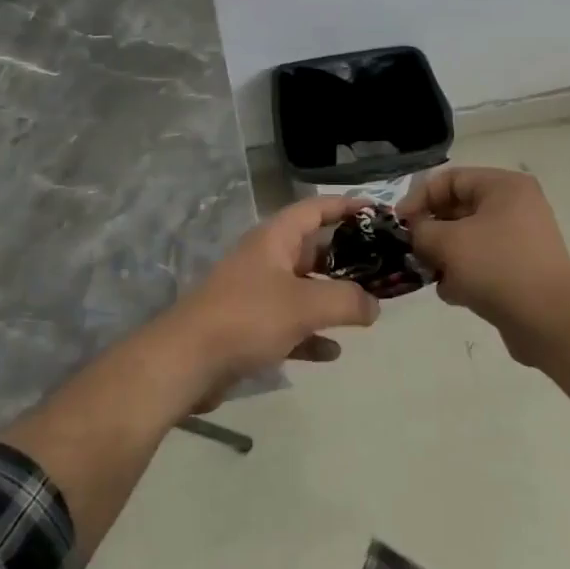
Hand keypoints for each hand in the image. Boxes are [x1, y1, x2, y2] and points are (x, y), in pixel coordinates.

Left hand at [157, 196, 380, 404]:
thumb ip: (347, 301)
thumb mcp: (306, 304)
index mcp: (274, 239)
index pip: (315, 208)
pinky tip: (333, 351)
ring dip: (332, 297)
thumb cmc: (248, 317)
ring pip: (303, 288)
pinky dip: (312, 333)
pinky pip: (290, 325)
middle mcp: (265, 259)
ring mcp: (256, 294)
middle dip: (347, 258)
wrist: (187, 362)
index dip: (346, 206)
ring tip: (367, 309)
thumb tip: (374, 305)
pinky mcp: (249, 328)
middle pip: (312, 249)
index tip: (378, 213)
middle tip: (382, 268)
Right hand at [399, 167, 569, 347]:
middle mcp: (515, 206)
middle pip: (457, 209)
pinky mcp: (519, 269)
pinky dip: (464, 275)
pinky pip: (481, 263)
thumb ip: (420, 230)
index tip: (398, 224)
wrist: (549, 321)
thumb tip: (415, 232)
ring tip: (435, 276)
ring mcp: (520, 239)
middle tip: (411, 251)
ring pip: (466, 239)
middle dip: (431, 232)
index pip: (450, 179)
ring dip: (445, 257)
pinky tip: (456, 295)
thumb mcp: (447, 242)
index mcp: (504, 187)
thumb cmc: (497, 268)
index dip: (419, 198)